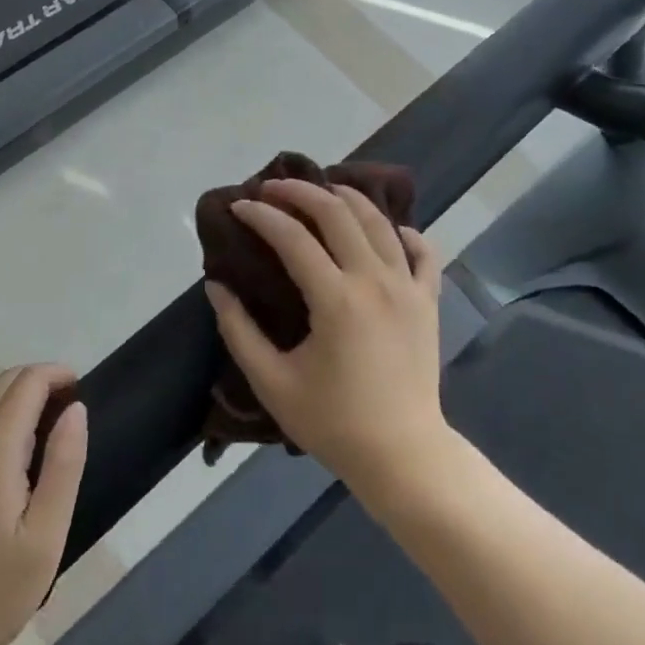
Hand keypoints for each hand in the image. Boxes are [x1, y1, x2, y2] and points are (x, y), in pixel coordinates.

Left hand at [0, 365, 88, 644]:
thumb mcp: (45, 536)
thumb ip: (64, 464)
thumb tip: (76, 410)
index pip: (29, 381)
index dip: (59, 375)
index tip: (80, 393)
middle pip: (5, 382)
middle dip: (40, 383)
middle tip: (66, 414)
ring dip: (16, 402)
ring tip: (42, 440)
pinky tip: (5, 466)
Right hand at [205, 179, 446, 491]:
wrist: (403, 457)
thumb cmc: (334, 423)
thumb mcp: (273, 383)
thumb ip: (239, 331)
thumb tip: (216, 285)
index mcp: (337, 299)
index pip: (292, 237)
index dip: (261, 216)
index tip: (239, 206)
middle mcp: (375, 280)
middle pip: (337, 212)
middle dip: (299, 191)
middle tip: (272, 188)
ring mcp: (407, 286)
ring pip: (378, 220)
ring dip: (346, 197)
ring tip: (320, 192)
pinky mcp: (428, 299)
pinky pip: (422, 250)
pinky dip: (402, 231)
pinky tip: (384, 230)